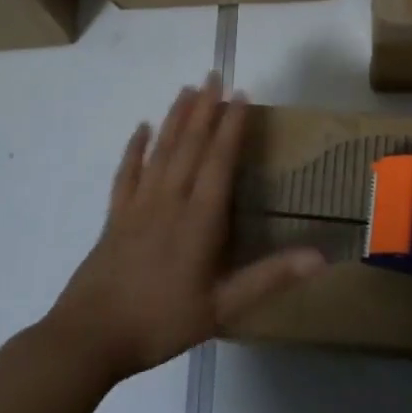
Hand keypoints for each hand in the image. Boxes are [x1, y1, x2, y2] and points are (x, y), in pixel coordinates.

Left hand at [45, 76, 324, 381]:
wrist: (90, 337)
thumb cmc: (161, 321)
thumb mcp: (223, 307)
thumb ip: (270, 278)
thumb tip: (320, 257)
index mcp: (199, 219)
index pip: (219, 160)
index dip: (232, 126)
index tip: (241, 94)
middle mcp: (170, 200)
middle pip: (189, 145)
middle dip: (204, 109)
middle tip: (214, 75)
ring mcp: (138, 205)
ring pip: (161, 151)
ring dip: (175, 118)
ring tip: (186, 89)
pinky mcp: (115, 217)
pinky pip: (126, 173)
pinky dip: (134, 148)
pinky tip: (141, 128)